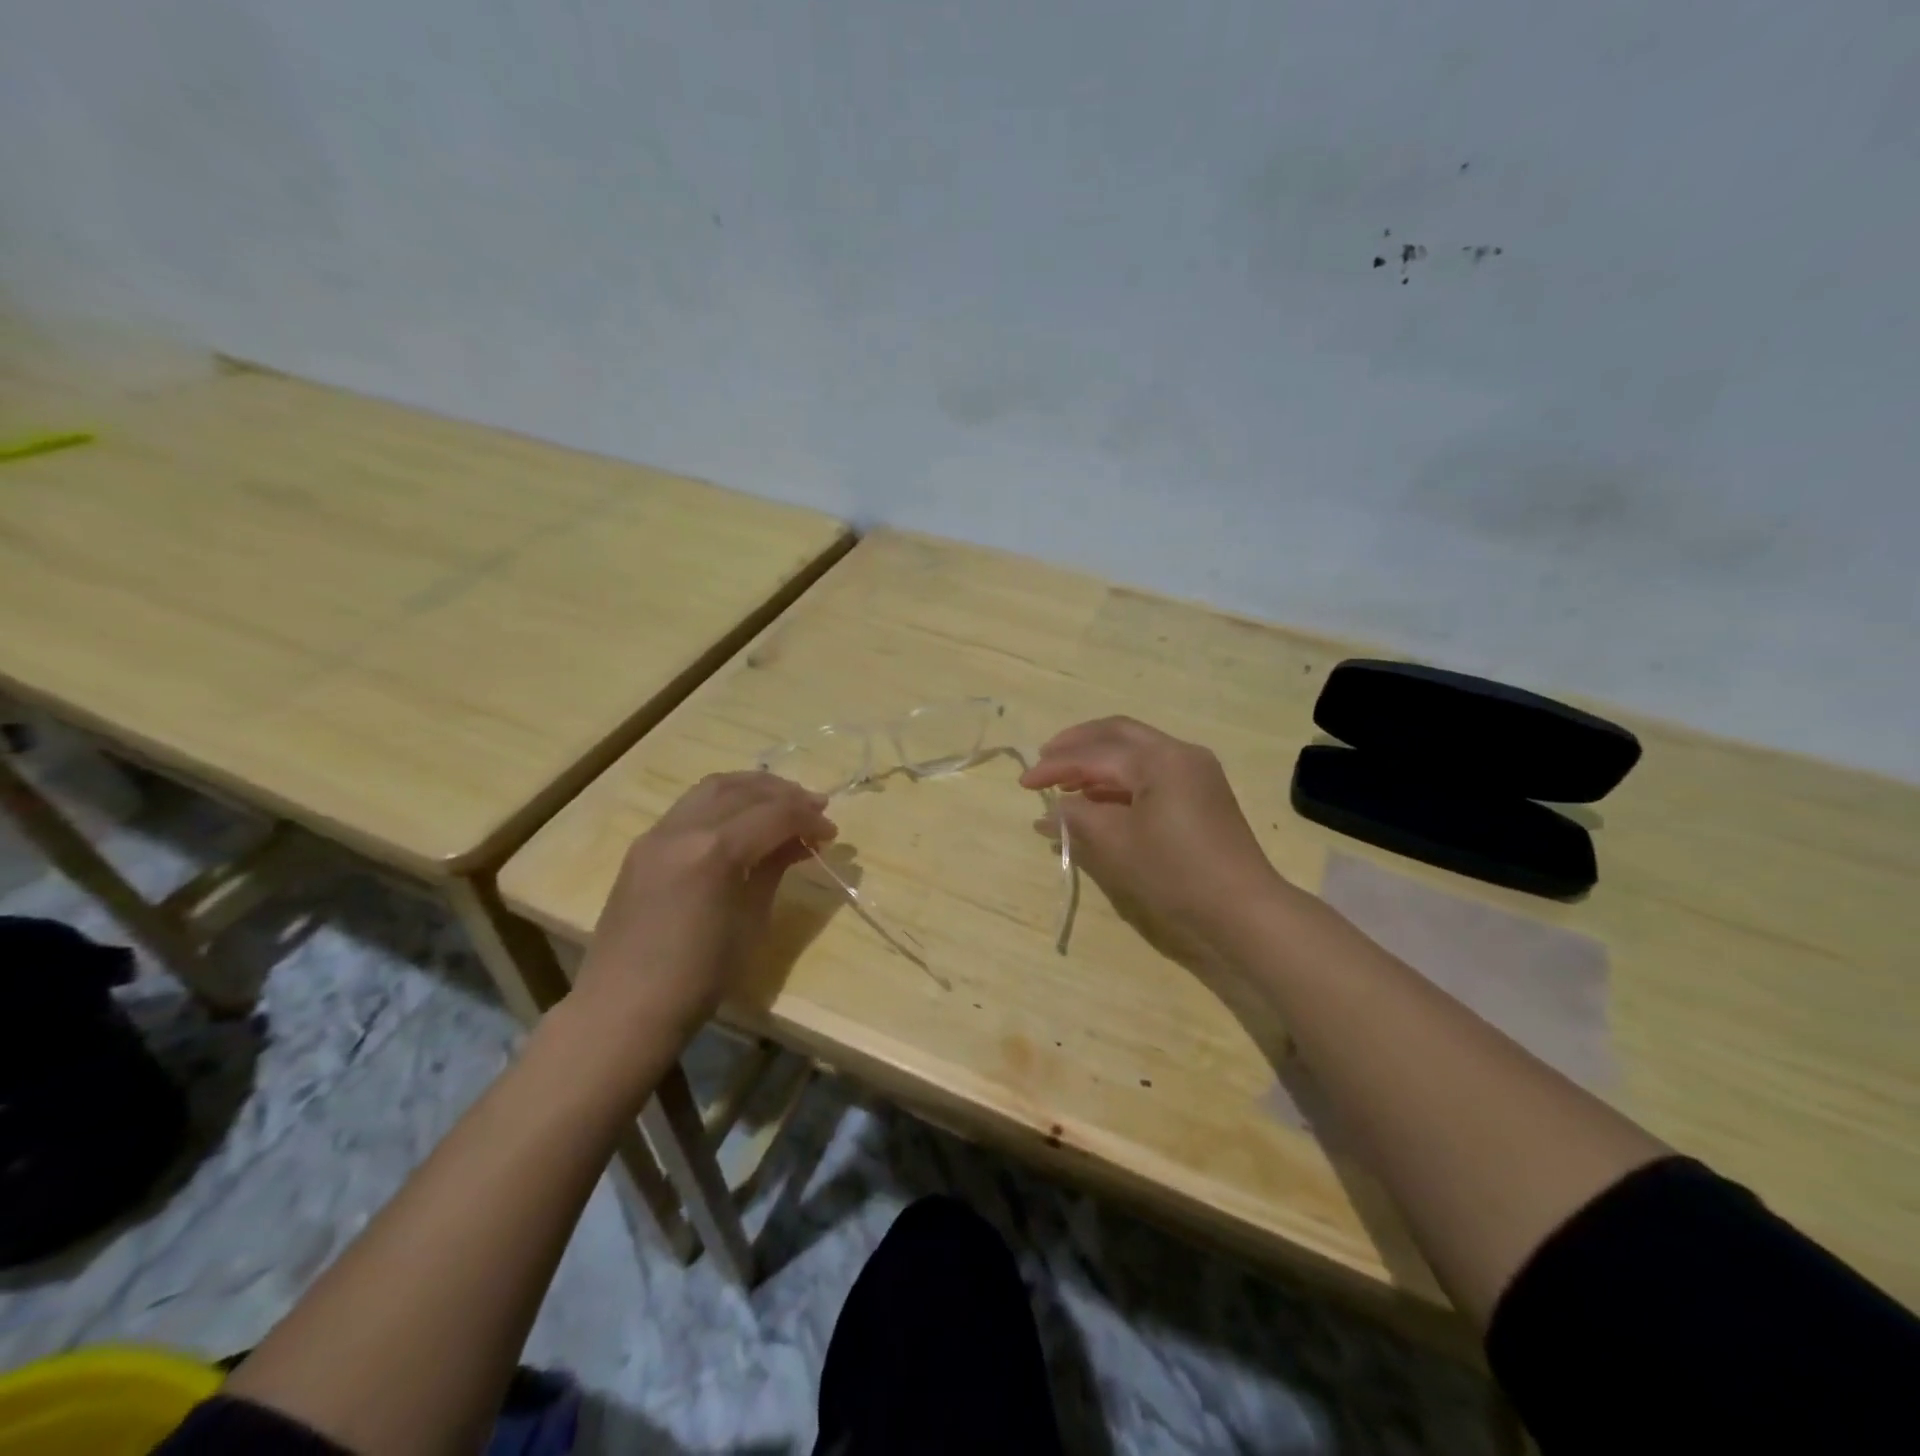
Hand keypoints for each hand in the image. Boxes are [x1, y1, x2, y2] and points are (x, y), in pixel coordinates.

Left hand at [573, 772, 836, 1035]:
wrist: (622, 1009)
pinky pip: (690, 806)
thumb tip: (798, 842)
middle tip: (815, 808)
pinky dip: (724, 801)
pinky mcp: (643, 846)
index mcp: (715, 851)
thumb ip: (773, 870)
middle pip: (743, 790)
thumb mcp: (751, 923)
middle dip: (785, 794)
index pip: (774, 815)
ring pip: (713, 787)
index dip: (808, 819)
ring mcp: (657, 834)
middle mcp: (683, 829)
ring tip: (782, 803)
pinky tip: (741, 819)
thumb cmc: (698, 978)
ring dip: (753, 788)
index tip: (831, 832)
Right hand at [1020, 717, 1284, 972]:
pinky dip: (1120, 778)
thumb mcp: (1116, 845)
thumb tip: (1052, 810)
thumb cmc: (1175, 874)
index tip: (1024, 783)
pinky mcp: (1202, 792)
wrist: (1243, 909)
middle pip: (1117, 733)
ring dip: (1098, 760)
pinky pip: (1152, 771)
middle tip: (1044, 759)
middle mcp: (1180, 753)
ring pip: (1136, 749)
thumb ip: (1078, 818)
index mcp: (1160, 759)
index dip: (1055, 766)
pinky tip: (1099, 798)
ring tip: (1066, 783)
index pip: (1095, 753)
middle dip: (1077, 743)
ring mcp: (1195, 771)